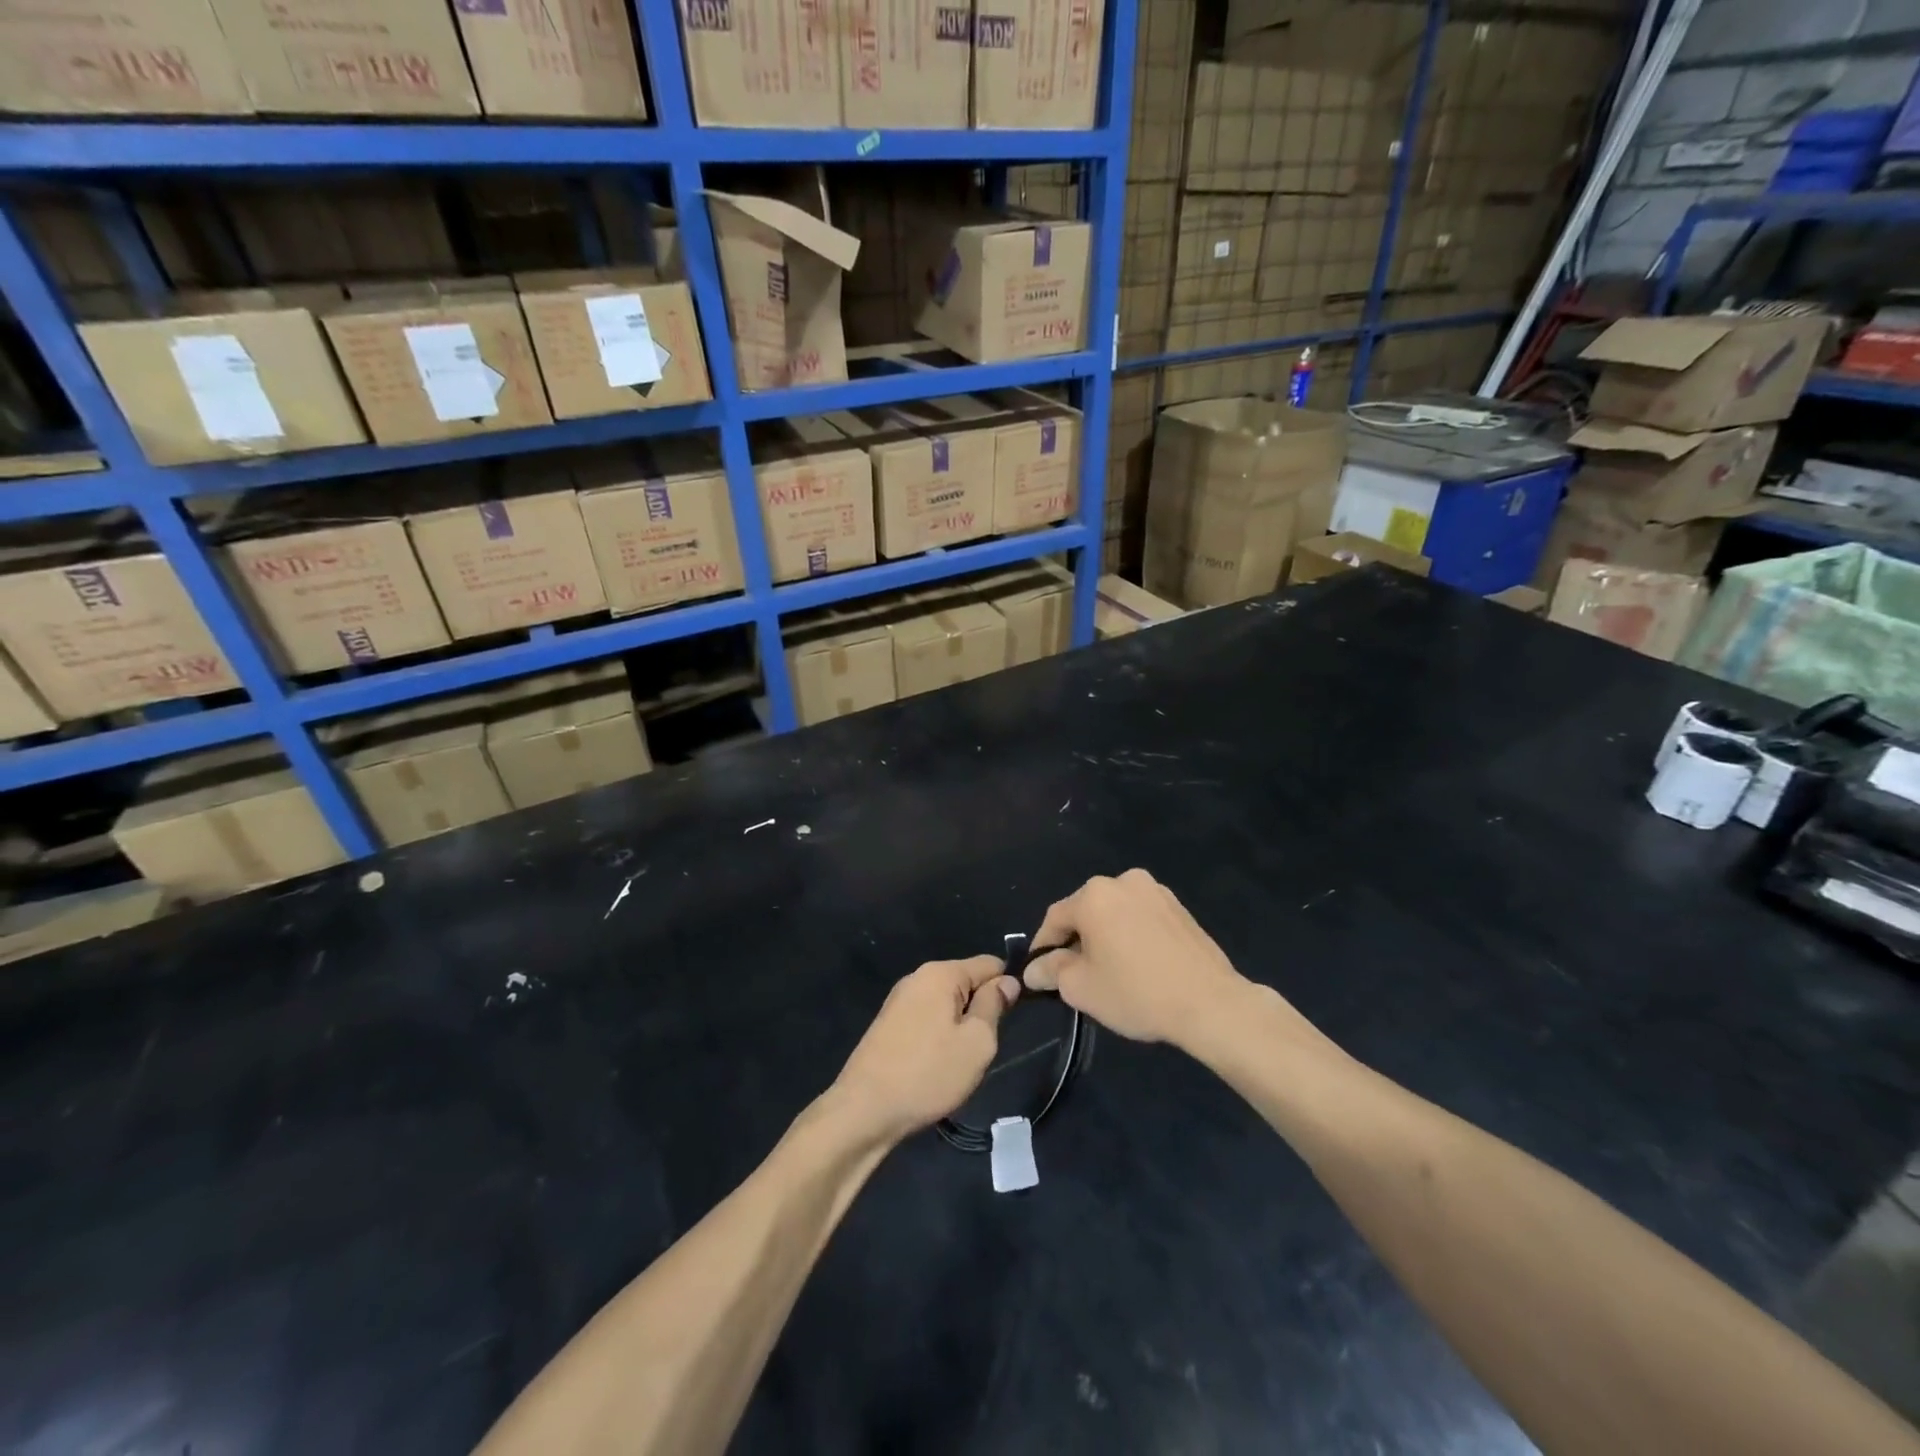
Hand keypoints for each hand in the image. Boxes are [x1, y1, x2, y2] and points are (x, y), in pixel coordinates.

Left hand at [828, 956, 1019, 1145]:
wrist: (864, 1110)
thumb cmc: (928, 1073)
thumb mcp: (976, 1042)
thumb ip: (994, 1006)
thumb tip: (1006, 982)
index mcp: (941, 973)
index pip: (990, 963)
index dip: (1008, 986)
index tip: (1014, 1018)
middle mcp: (918, 977)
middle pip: (967, 982)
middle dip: (981, 1009)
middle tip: (983, 1048)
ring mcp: (899, 1000)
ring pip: (947, 1004)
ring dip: (960, 1026)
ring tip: (959, 1061)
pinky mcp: (889, 1023)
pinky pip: (928, 1018)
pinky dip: (939, 1036)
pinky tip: (936, 1066)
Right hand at [1025, 869, 1249, 1046]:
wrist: (1210, 1003)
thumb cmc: (1136, 992)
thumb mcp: (1081, 988)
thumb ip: (1051, 971)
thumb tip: (1033, 969)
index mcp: (1094, 895)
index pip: (1055, 917)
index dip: (1043, 945)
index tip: (1040, 971)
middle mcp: (1123, 881)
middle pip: (1086, 910)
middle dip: (1076, 939)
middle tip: (1075, 974)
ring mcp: (1155, 891)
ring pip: (1115, 913)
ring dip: (1105, 935)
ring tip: (1110, 970)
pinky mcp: (1179, 907)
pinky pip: (1141, 917)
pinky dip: (1132, 935)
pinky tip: (1139, 964)